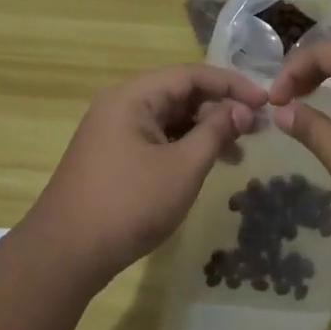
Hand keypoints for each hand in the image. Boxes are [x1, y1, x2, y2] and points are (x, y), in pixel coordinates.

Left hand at [27, 64, 266, 283]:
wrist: (65, 255)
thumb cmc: (129, 205)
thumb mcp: (183, 167)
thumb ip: (216, 132)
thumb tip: (244, 110)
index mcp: (133, 97)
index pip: (191, 75)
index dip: (231, 84)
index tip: (265, 101)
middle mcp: (120, 105)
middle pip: (178, 93)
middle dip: (219, 107)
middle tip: (256, 128)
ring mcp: (113, 132)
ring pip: (168, 118)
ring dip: (204, 129)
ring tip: (238, 150)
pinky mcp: (112, 156)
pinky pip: (155, 138)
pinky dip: (183, 145)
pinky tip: (206, 163)